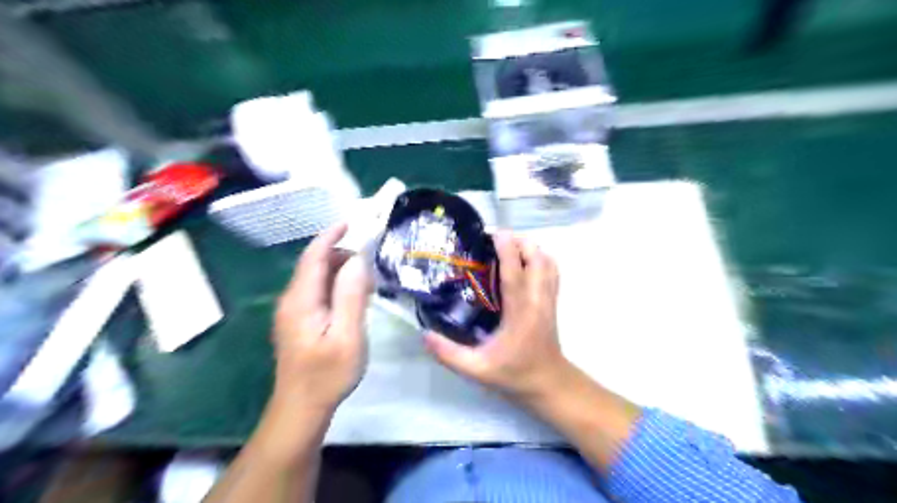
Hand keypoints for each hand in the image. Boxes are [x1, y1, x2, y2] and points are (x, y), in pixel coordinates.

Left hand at [271, 222, 372, 413]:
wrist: (300, 408)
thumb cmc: (327, 375)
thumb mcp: (347, 336)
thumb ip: (352, 295)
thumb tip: (358, 260)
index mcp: (301, 300)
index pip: (314, 256)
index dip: (331, 235)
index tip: (353, 221)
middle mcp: (292, 300)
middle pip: (315, 264)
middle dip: (342, 254)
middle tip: (373, 260)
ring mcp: (293, 311)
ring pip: (318, 278)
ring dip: (342, 271)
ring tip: (370, 280)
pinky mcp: (299, 321)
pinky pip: (318, 292)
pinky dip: (337, 286)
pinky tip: (355, 298)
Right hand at [425, 230, 570, 399]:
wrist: (549, 384)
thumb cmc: (515, 375)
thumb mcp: (477, 370)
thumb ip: (449, 354)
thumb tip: (424, 334)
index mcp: (520, 312)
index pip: (515, 272)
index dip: (506, 248)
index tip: (492, 232)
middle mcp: (538, 300)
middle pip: (537, 258)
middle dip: (518, 241)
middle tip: (494, 241)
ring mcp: (549, 299)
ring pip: (548, 261)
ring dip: (530, 248)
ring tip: (508, 248)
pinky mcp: (553, 302)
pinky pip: (552, 271)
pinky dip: (540, 259)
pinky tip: (524, 263)